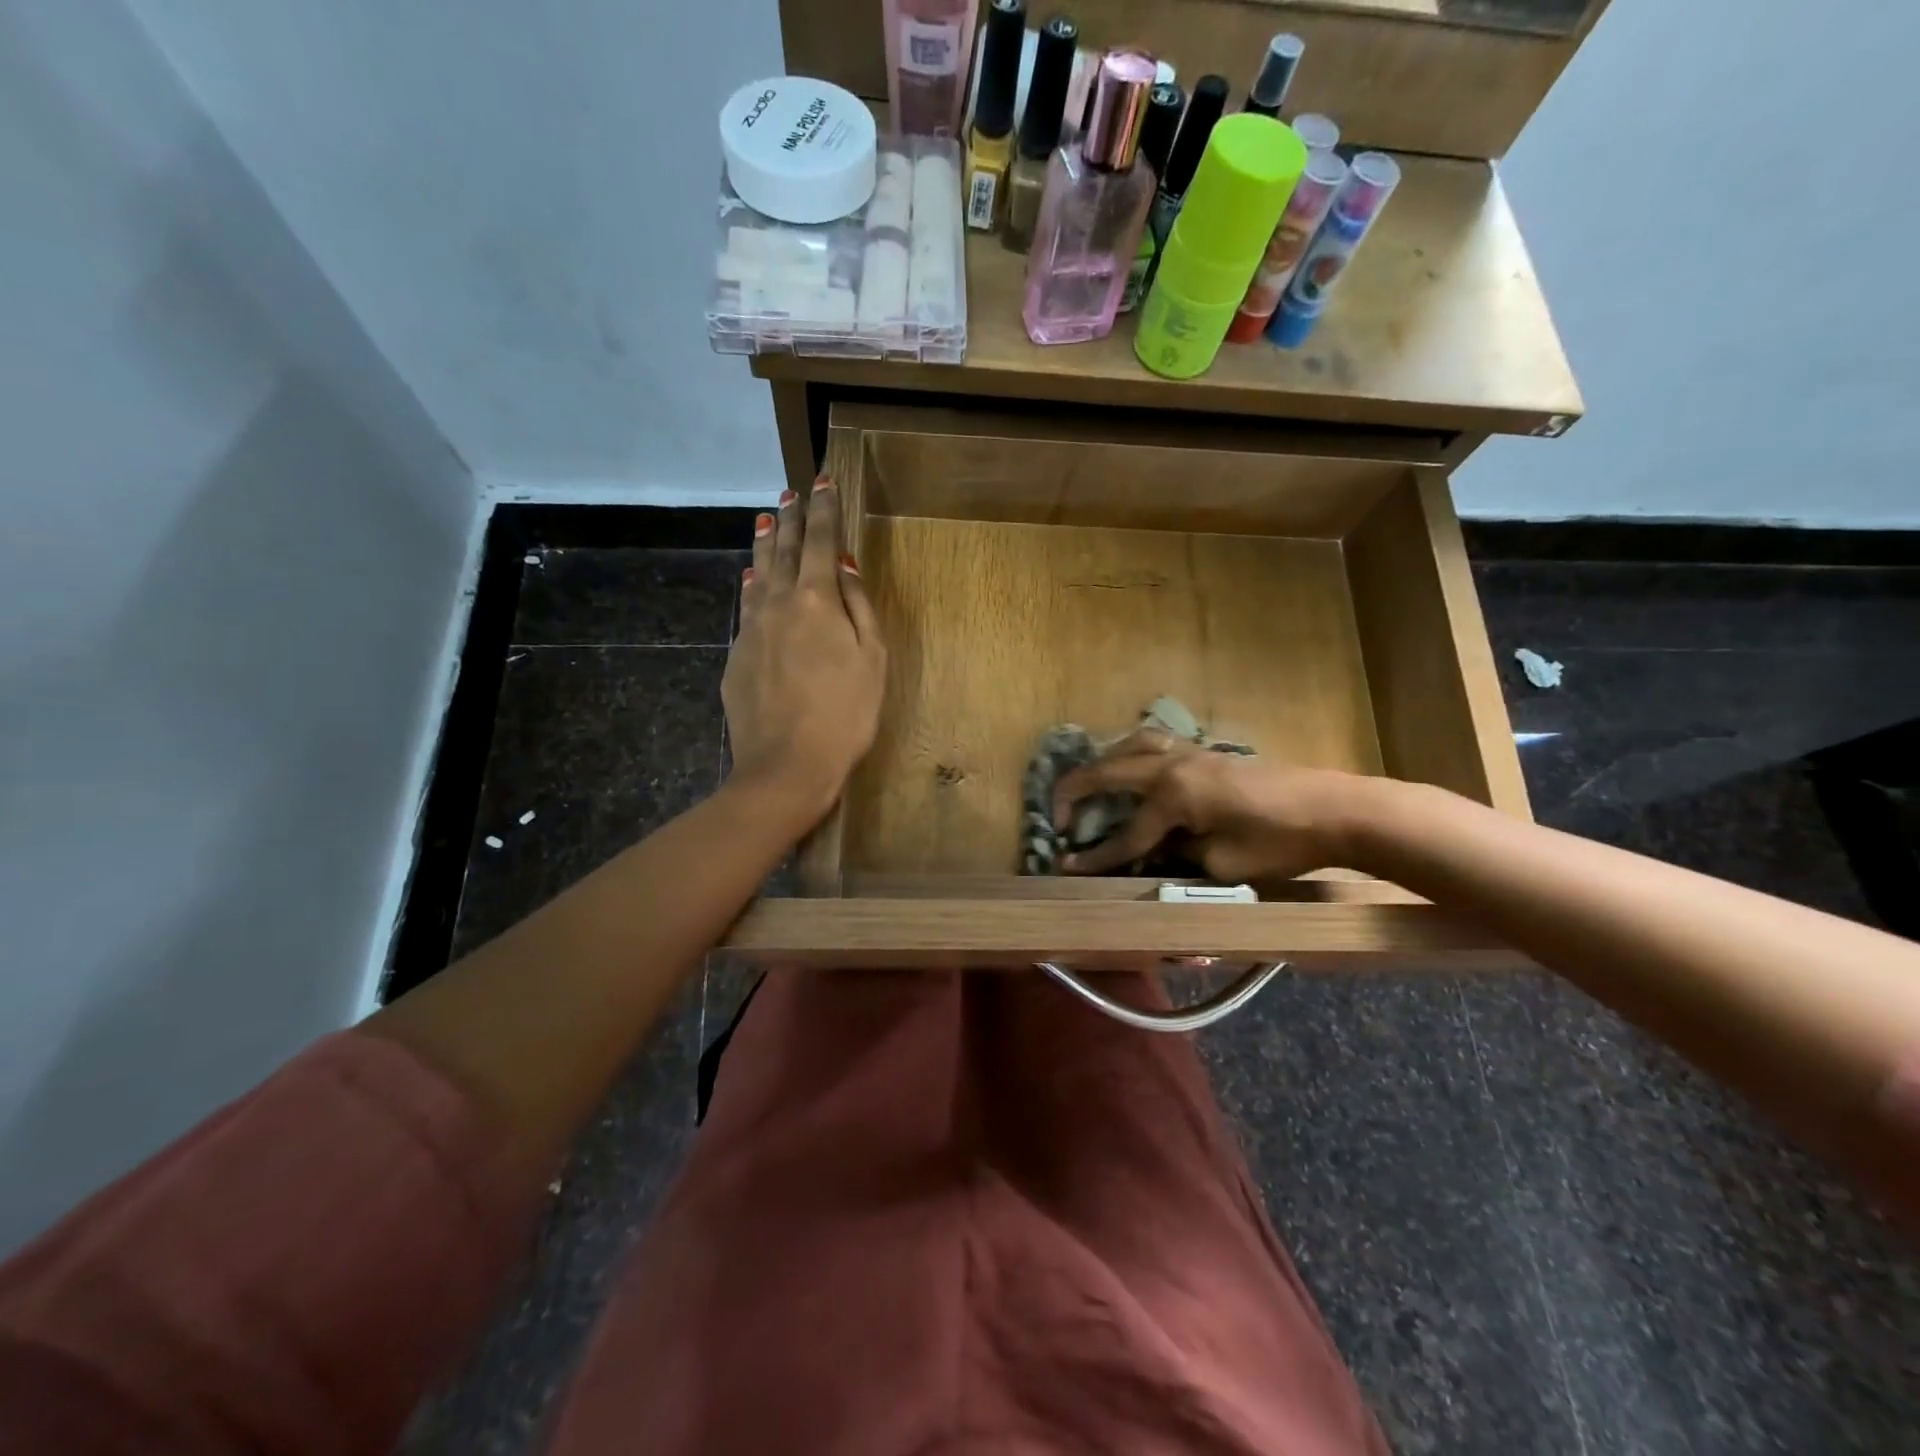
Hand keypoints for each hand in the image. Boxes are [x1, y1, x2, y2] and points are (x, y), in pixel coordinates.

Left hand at [723, 474, 886, 827]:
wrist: (786, 765)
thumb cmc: (846, 714)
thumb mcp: (871, 659)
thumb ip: (858, 606)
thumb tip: (844, 563)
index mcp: (817, 600)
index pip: (821, 541)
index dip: (824, 509)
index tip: (822, 480)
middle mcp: (779, 604)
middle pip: (785, 552)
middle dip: (791, 520)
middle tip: (791, 494)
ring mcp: (752, 629)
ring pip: (758, 575)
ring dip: (765, 546)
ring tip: (766, 521)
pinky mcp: (737, 656)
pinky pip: (747, 607)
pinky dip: (752, 585)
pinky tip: (751, 579)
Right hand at [1052, 729, 1370, 881]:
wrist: (1334, 810)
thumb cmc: (1279, 843)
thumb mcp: (1223, 865)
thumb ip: (1177, 857)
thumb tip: (1152, 852)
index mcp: (1173, 795)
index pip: (1126, 834)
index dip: (1095, 856)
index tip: (1064, 867)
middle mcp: (1172, 765)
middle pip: (1111, 772)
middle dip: (1078, 792)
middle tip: (1057, 814)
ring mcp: (1190, 753)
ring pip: (1131, 745)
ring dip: (1102, 763)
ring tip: (1088, 783)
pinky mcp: (1207, 753)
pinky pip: (1154, 743)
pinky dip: (1131, 752)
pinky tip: (1132, 767)